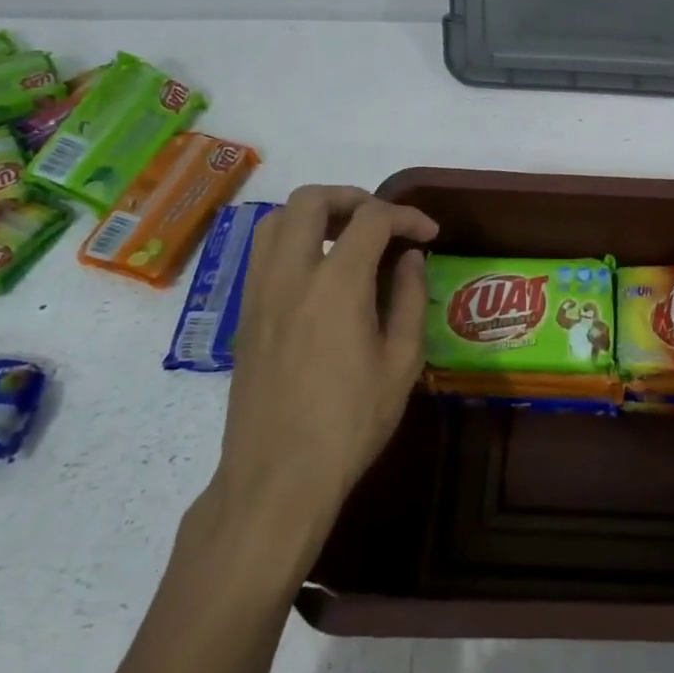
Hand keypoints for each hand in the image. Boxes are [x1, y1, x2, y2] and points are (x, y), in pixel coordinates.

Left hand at [213, 185, 437, 559]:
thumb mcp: (401, 363)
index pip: (372, 219)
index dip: (407, 216)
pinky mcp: (244, 314)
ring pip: (276, 219)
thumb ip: (409, 300)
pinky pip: (263, 252)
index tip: (429, 234)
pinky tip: (318, 271)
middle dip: (352, 197)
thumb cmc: (351, 423)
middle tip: (382, 222)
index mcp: (337, 284)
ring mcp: (259, 292)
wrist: (278, 475)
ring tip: (347, 237)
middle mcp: (291, 274)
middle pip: (311, 200)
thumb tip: (410, 260)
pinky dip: (293, 239)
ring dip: (315, 214)